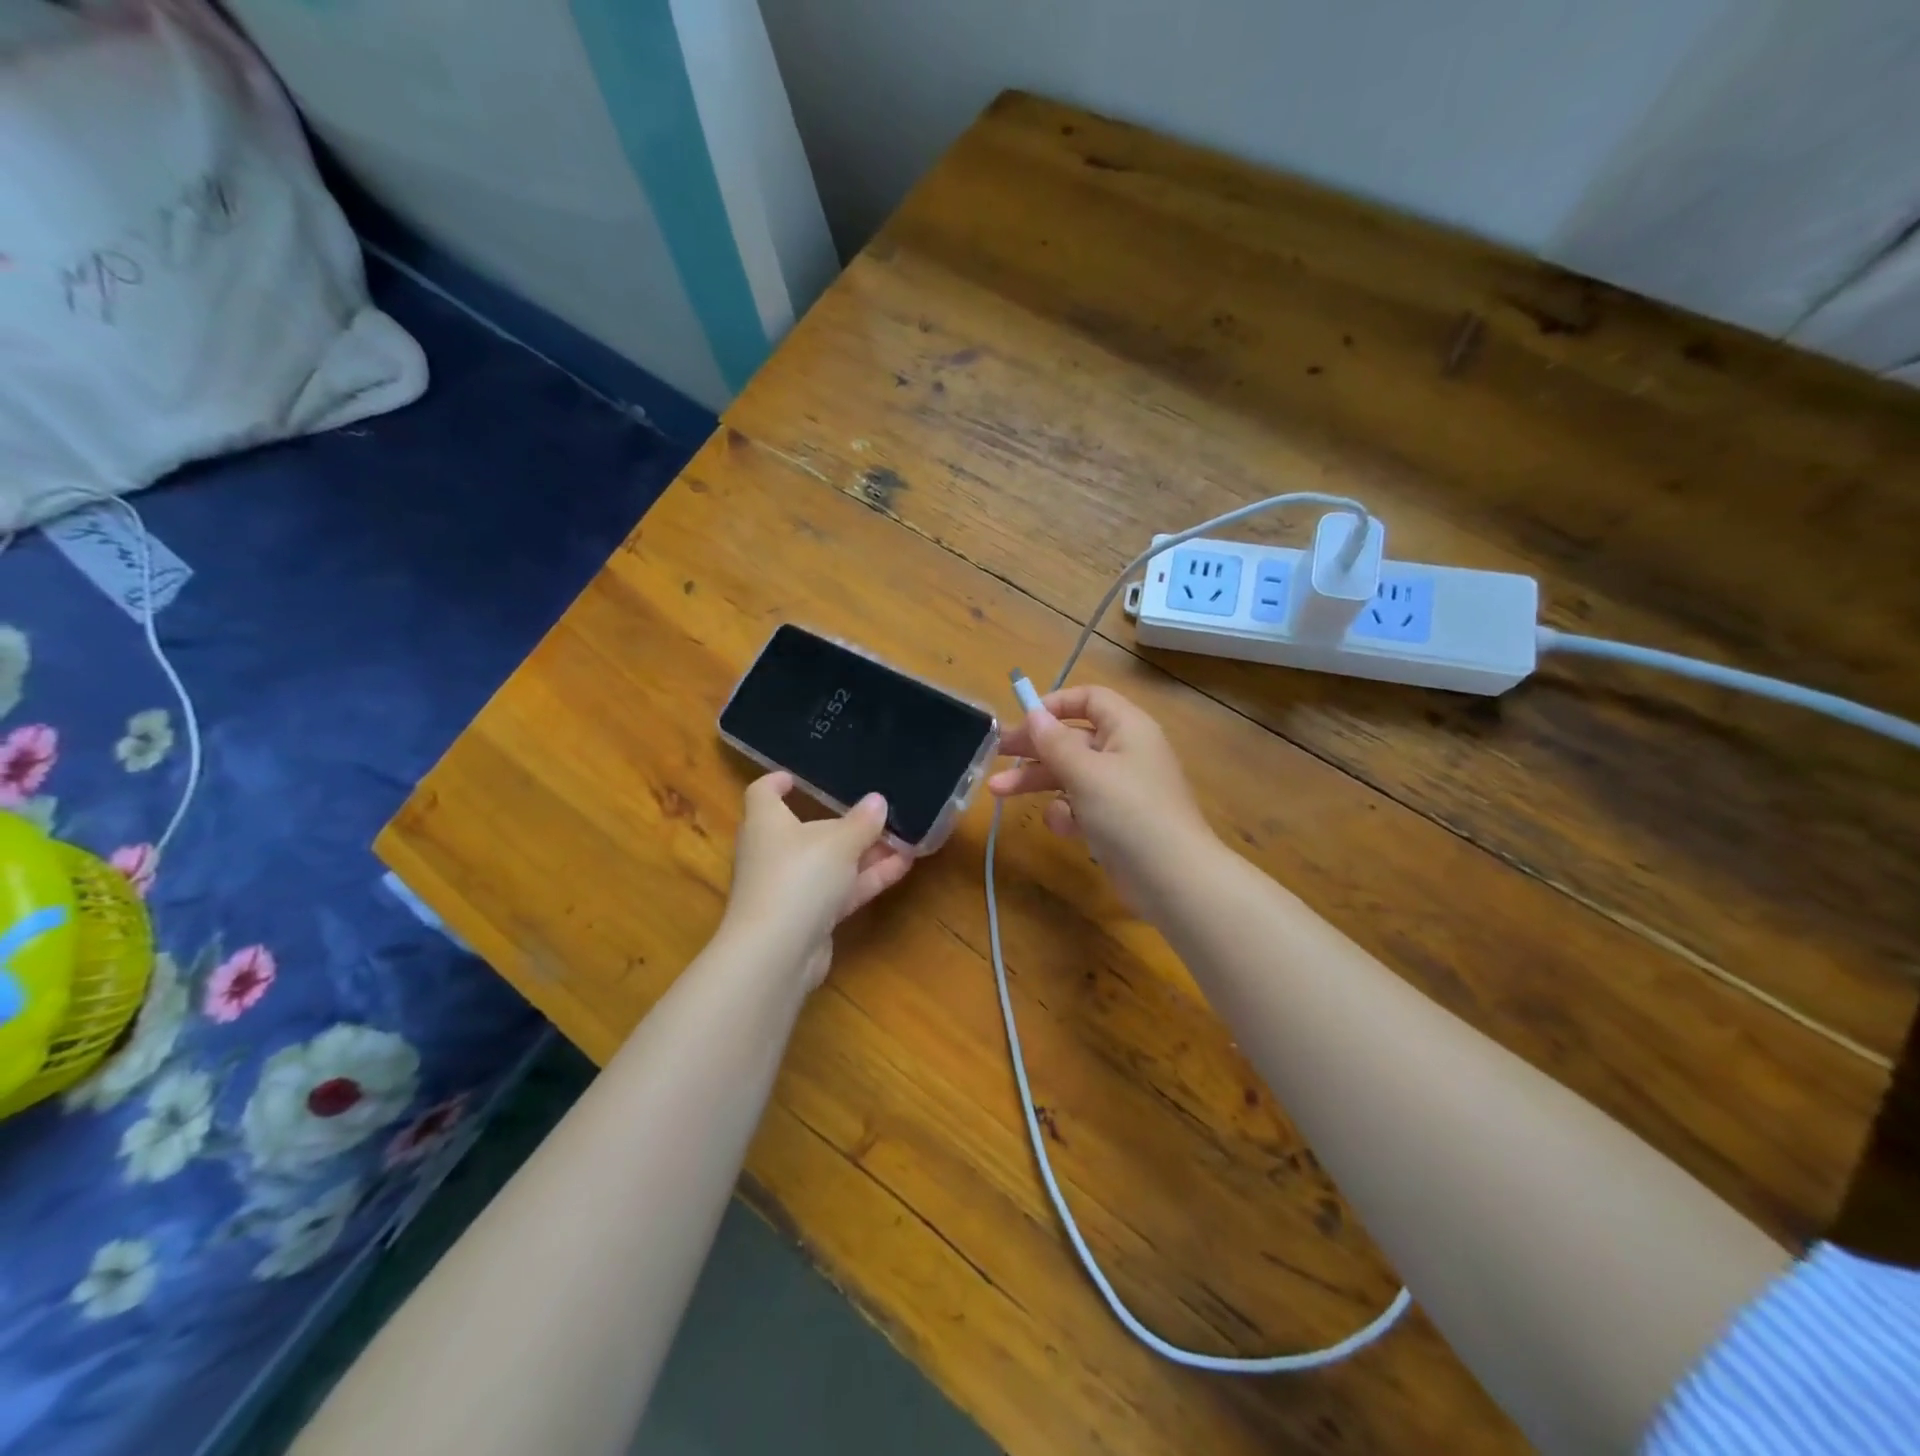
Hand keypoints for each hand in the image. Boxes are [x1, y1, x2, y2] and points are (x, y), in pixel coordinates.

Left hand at [720, 772, 914, 987]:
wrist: (777, 952)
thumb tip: (878, 801)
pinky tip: (903, 866)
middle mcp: (772, 852)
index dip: (778, 782)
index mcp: (766, 823)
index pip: (763, 793)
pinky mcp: (807, 917)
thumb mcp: (839, 842)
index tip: (797, 777)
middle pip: (804, 829)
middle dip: (841, 821)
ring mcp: (790, 887)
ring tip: (903, 837)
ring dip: (864, 852)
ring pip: (830, 862)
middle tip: (874, 809)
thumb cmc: (798, 877)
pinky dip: (867, 878)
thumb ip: (862, 821)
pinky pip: (840, 889)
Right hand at [988, 686, 1212, 912]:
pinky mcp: (1114, 821)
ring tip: (997, 791)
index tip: (1023, 720)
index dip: (1055, 704)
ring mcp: (1119, 789)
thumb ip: (1055, 742)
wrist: (1173, 879)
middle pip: (1071, 739)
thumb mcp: (1086, 772)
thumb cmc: (1130, 813)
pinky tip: (1064, 827)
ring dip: (1036, 781)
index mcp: (1127, 728)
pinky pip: (1081, 806)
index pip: (1090, 699)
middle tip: (995, 753)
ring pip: (1070, 774)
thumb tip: (1034, 714)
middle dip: (1033, 747)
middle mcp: (1124, 752)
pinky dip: (1067, 814)